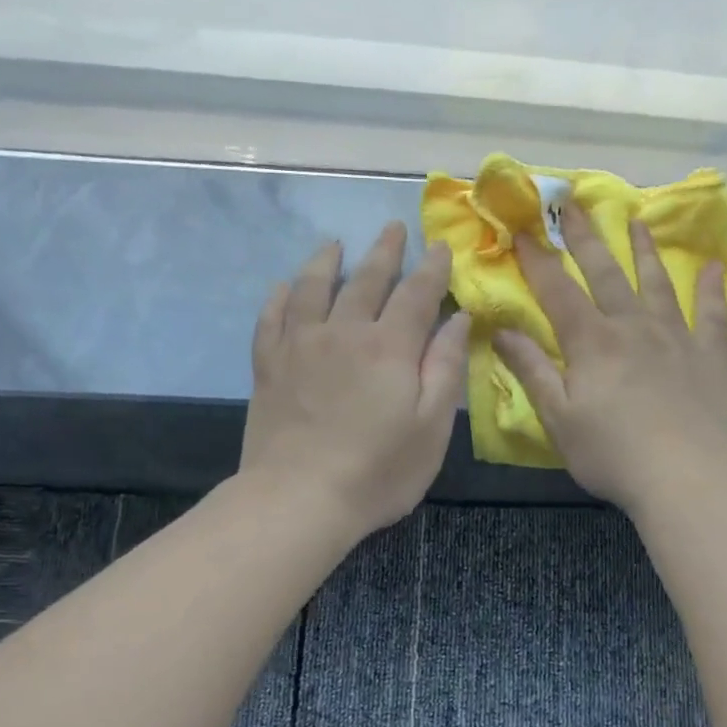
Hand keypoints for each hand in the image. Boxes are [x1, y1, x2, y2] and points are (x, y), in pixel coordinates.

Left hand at [241, 223, 468, 539]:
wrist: (298, 498)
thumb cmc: (378, 471)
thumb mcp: (432, 427)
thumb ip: (446, 368)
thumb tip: (458, 318)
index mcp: (390, 347)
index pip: (416, 294)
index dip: (432, 269)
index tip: (441, 247)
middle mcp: (344, 332)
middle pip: (366, 280)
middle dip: (384, 252)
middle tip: (393, 227)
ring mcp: (300, 345)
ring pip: (313, 287)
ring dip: (327, 261)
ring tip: (335, 244)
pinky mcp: (268, 365)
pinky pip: (271, 316)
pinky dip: (280, 296)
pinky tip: (284, 286)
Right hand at [493, 203, 726, 511]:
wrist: (682, 477)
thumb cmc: (611, 453)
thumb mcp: (558, 418)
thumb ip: (531, 370)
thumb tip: (500, 331)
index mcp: (592, 342)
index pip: (558, 291)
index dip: (537, 260)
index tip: (522, 230)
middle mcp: (633, 326)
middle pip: (606, 273)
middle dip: (586, 237)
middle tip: (574, 202)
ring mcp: (677, 337)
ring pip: (657, 283)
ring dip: (645, 250)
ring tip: (637, 220)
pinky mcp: (711, 355)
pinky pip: (713, 314)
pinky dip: (713, 289)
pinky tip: (715, 267)